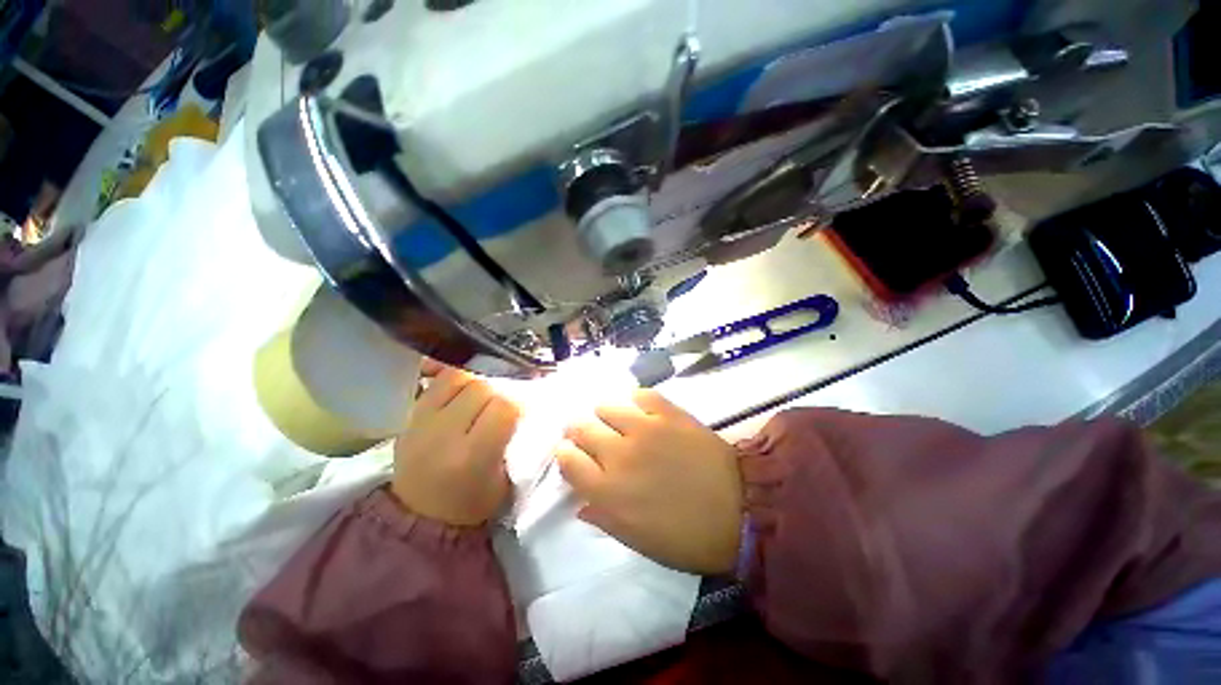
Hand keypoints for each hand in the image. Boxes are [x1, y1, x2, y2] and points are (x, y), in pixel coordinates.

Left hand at [390, 360, 519, 526]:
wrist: (419, 516)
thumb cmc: (471, 502)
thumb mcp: (505, 481)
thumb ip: (516, 442)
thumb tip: (525, 408)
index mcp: (472, 456)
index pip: (504, 407)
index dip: (518, 406)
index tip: (520, 414)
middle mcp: (444, 434)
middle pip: (482, 388)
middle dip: (498, 394)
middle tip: (500, 408)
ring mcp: (422, 422)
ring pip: (458, 377)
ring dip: (476, 384)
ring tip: (480, 399)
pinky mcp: (409, 416)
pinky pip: (436, 383)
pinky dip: (455, 383)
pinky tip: (461, 395)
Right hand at [556, 390, 742, 574]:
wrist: (740, 510)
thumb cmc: (687, 537)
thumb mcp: (639, 541)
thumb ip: (604, 517)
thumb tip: (582, 501)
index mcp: (607, 492)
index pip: (567, 460)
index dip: (565, 453)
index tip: (571, 453)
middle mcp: (618, 454)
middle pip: (581, 427)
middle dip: (578, 430)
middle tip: (591, 435)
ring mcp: (644, 429)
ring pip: (606, 406)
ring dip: (606, 414)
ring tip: (617, 422)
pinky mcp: (669, 414)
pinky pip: (642, 395)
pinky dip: (638, 401)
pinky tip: (643, 410)